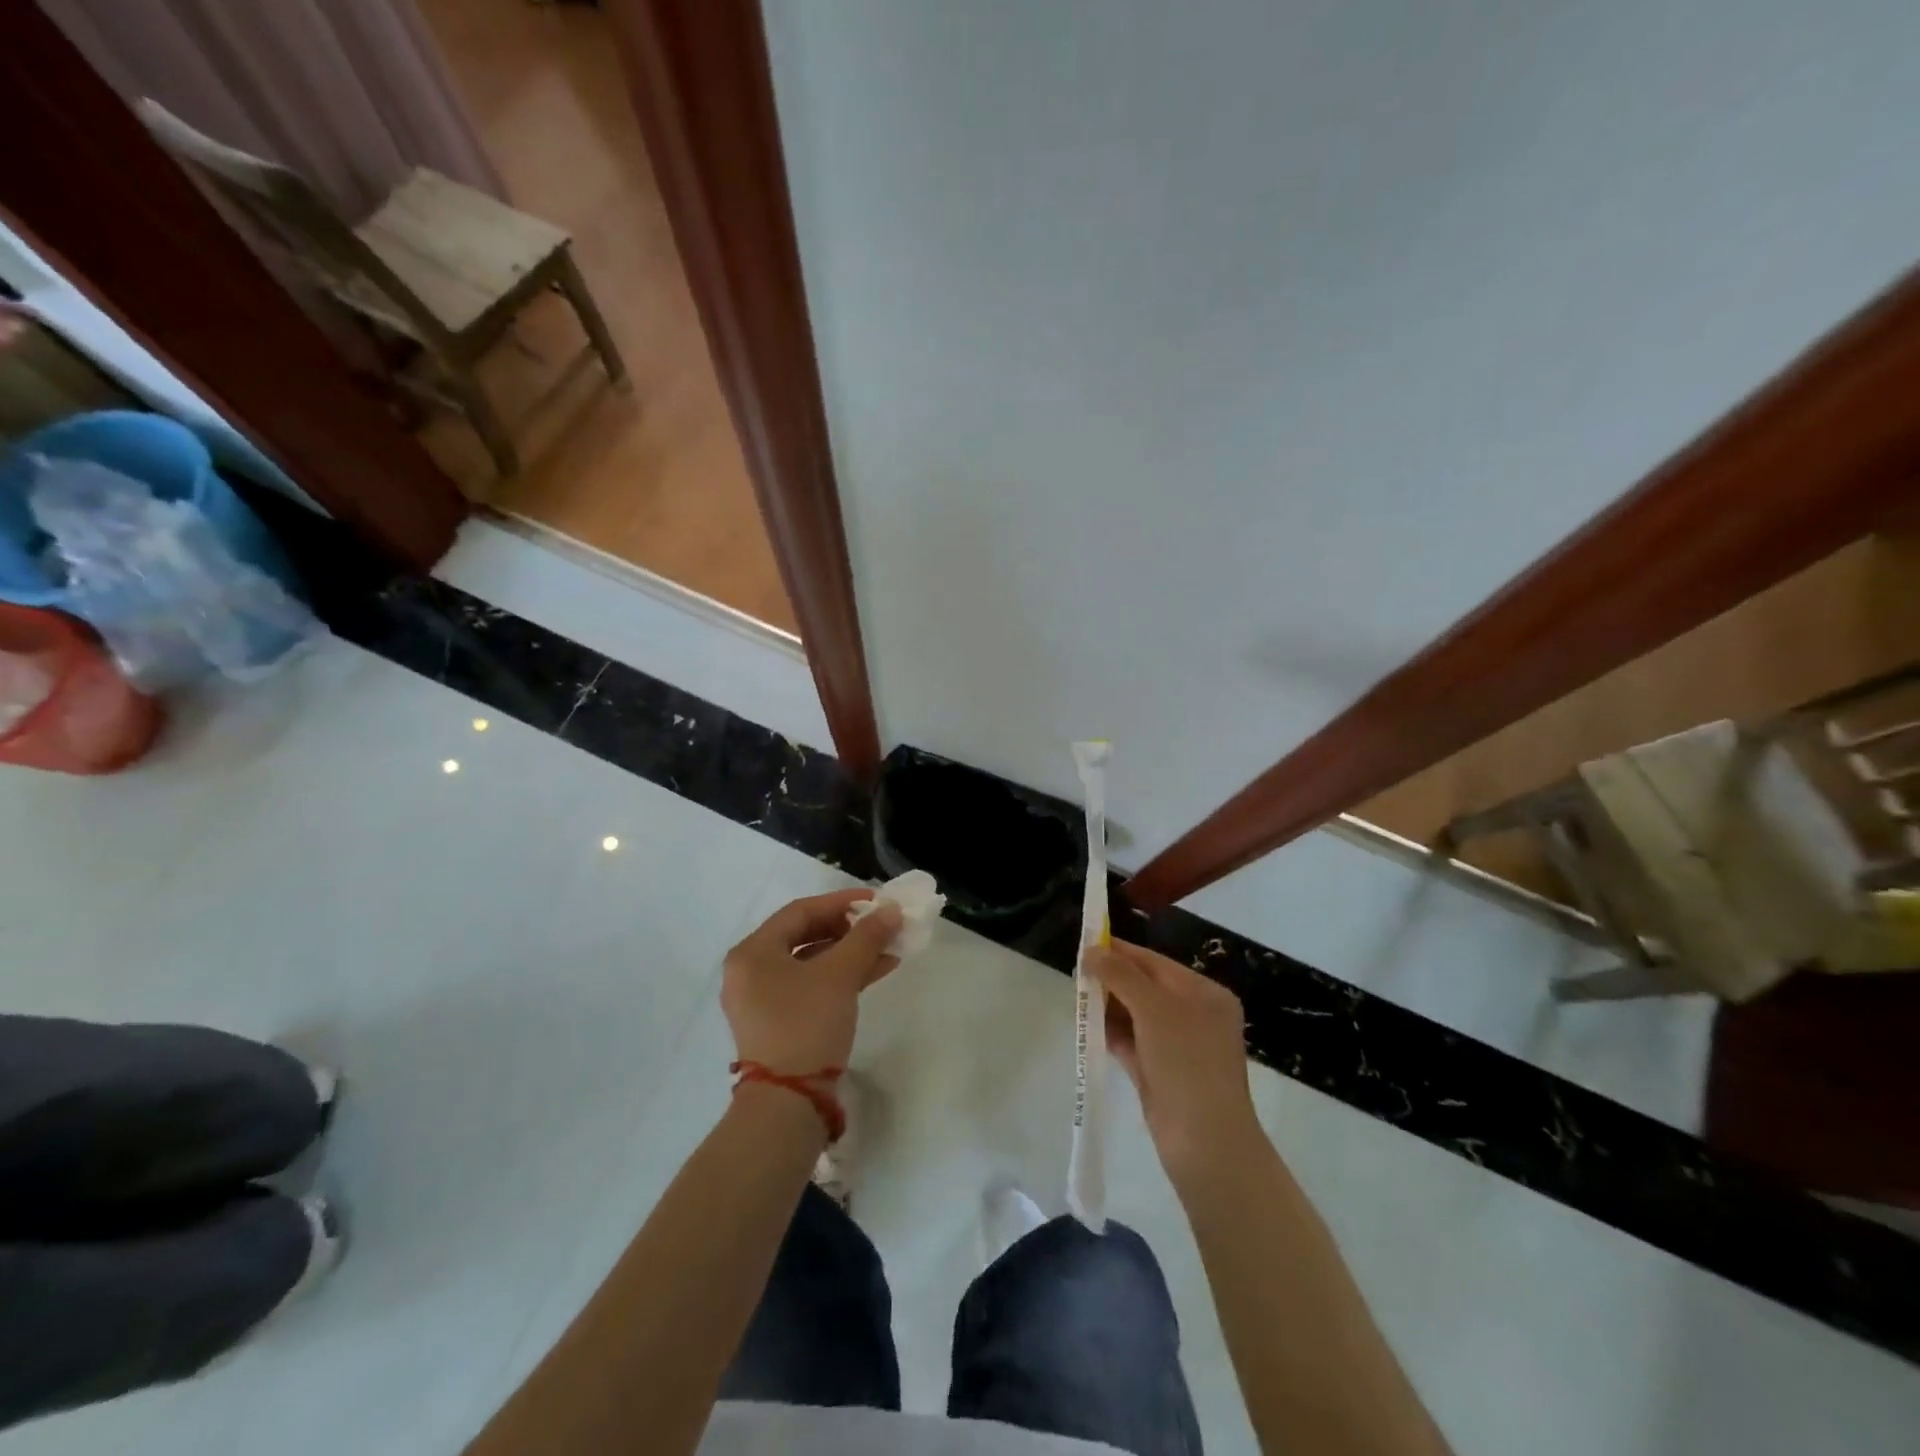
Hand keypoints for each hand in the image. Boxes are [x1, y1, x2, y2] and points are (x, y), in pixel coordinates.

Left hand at [722, 890, 903, 1072]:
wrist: (789, 1104)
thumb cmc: (806, 1024)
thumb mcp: (840, 975)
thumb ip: (866, 937)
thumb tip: (891, 910)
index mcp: (753, 952)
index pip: (800, 911)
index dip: (841, 902)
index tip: (876, 900)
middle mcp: (751, 971)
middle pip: (805, 935)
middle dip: (849, 929)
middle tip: (882, 924)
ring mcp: (763, 1000)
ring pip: (812, 963)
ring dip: (851, 953)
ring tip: (889, 947)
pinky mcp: (779, 1023)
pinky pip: (812, 986)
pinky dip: (842, 977)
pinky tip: (877, 970)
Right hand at [1089, 939, 1260, 1179]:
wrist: (1205, 1143)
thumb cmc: (1186, 1062)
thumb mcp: (1154, 1008)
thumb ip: (1121, 975)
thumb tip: (1092, 950)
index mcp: (1204, 993)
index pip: (1155, 962)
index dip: (1120, 952)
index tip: (1085, 942)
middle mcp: (1194, 1015)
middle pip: (1144, 987)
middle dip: (1111, 980)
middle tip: (1076, 974)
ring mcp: (1178, 1046)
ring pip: (1135, 1015)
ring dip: (1108, 1006)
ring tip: (1077, 998)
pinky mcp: (1161, 1072)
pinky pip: (1131, 1042)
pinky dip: (1111, 1033)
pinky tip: (1087, 1026)